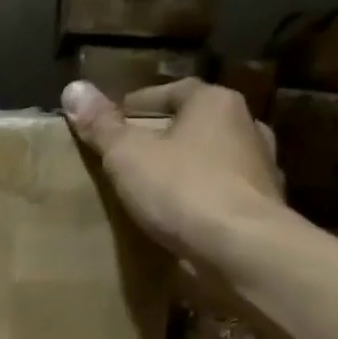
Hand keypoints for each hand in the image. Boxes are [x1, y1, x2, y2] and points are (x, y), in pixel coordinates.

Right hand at [61, 78, 284, 267]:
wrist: (242, 249)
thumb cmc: (182, 189)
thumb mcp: (128, 155)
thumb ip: (101, 125)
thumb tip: (73, 89)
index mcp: (216, 103)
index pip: (174, 90)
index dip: (140, 103)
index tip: (114, 121)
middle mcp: (247, 127)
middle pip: (196, 124)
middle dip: (166, 136)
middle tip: (132, 154)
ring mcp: (261, 169)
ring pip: (214, 160)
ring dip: (188, 169)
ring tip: (155, 188)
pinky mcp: (264, 208)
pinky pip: (224, 195)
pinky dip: (203, 200)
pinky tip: (182, 217)